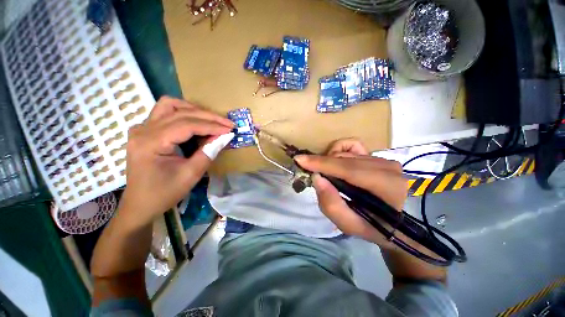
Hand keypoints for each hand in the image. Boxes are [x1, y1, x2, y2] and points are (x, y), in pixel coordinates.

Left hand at [120, 96, 233, 225]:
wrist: (140, 204)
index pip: (186, 125)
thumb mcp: (191, 175)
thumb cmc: (164, 193)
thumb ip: (208, 152)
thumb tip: (224, 136)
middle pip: (179, 112)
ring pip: (170, 106)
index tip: (230, 128)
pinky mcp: (144, 131)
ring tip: (212, 121)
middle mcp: (143, 130)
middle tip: (227, 123)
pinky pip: (164, 113)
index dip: (212, 125)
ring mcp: (141, 128)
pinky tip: (195, 123)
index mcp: (151, 143)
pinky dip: (183, 113)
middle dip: (207, 116)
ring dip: (194, 110)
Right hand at [295, 139, 406, 246]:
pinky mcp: (379, 156)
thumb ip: (331, 204)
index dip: (321, 163)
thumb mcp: (351, 226)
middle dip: (321, 163)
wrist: (403, 222)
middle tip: (310, 173)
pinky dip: (339, 150)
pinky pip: (353, 146)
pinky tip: (335, 160)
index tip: (300, 160)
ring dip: (329, 161)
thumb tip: (316, 178)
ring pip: (346, 153)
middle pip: (343, 159)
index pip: (347, 169)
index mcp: (386, 186)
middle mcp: (386, 167)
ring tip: (326, 174)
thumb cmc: (376, 228)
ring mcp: (383, 159)